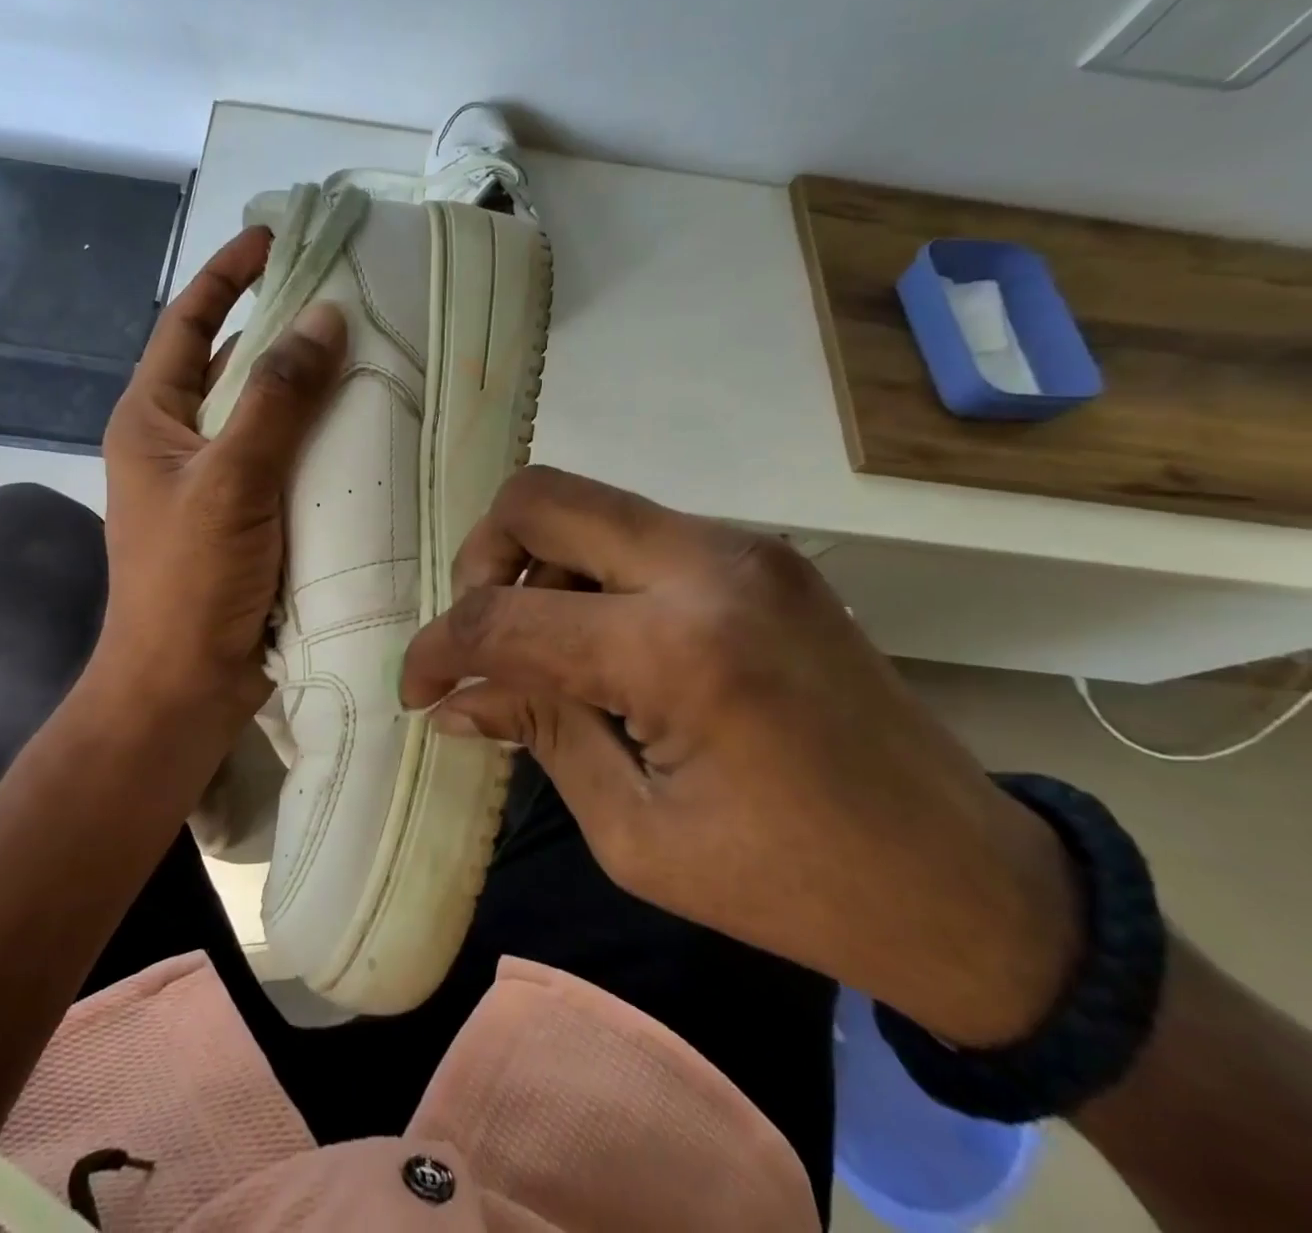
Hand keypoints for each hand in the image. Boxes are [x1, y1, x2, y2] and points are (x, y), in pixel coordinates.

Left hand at [90, 228, 345, 749]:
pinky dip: (319, 443)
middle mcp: (179, 442)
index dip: (228, 275)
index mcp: (151, 419)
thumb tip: (323, 317)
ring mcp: (214, 483)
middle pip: (234, 366)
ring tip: (370, 356)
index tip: (277, 237)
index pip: (188, 324)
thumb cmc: (190, 581)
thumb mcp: (231, 480)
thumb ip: (276, 399)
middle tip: (348, 299)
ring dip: (308, 390)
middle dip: (283, 331)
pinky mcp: (248, 520)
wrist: (183, 686)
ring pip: (266, 417)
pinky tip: (366, 432)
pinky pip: (286, 462)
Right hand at [402, 465, 1082, 1046]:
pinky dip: (588, 572)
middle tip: (479, 635)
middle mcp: (708, 565)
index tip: (416, 688)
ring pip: (585, 505)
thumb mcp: (635, 832)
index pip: (506, 618)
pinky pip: (634, 532)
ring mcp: (741, 547)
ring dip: (535, 564)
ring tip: (543, 650)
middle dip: (480, 561)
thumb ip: (538, 734)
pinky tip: (600, 642)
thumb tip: (455, 698)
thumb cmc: (792, 886)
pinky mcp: (759, 554)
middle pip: (538, 498)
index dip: (438, 649)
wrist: (968, 883)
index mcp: (678, 650)